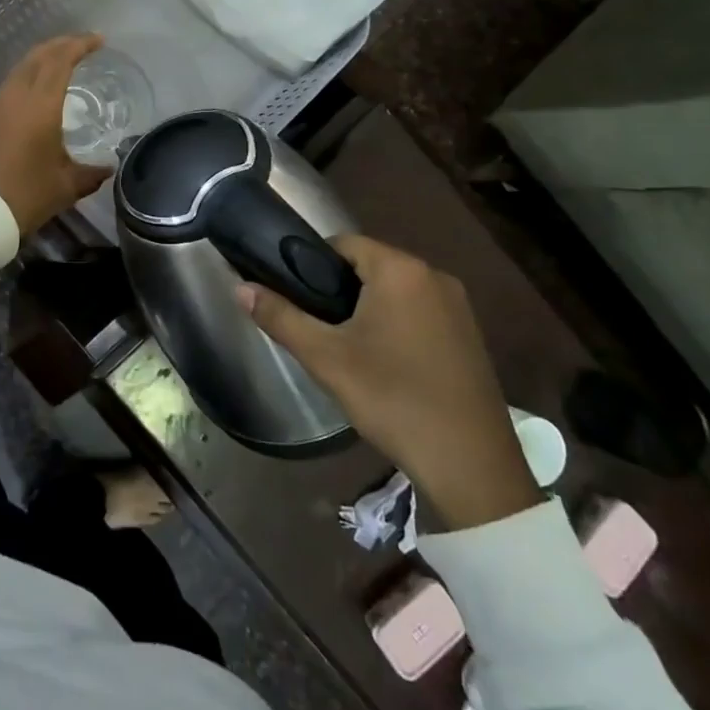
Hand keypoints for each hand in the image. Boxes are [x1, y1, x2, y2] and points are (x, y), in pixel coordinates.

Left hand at [0, 34, 111, 235]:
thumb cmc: (25, 196)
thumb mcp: (65, 187)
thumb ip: (90, 173)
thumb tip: (108, 168)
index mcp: (40, 104)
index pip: (61, 60)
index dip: (80, 45)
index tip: (99, 40)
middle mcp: (15, 96)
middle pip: (38, 56)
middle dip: (60, 45)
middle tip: (81, 45)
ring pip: (20, 69)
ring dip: (41, 60)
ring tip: (60, 65)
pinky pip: (8, 87)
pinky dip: (26, 78)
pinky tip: (34, 94)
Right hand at [236, 236, 541, 530]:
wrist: (470, 465)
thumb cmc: (392, 398)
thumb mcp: (325, 357)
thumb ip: (280, 316)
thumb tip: (239, 288)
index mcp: (401, 270)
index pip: (343, 244)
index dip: (312, 264)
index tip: (295, 296)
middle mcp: (434, 275)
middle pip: (370, 265)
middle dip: (339, 289)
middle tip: (316, 327)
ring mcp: (458, 306)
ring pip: (395, 290)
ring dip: (368, 307)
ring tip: (345, 346)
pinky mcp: (470, 334)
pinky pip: (420, 311)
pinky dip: (396, 323)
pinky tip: (385, 362)